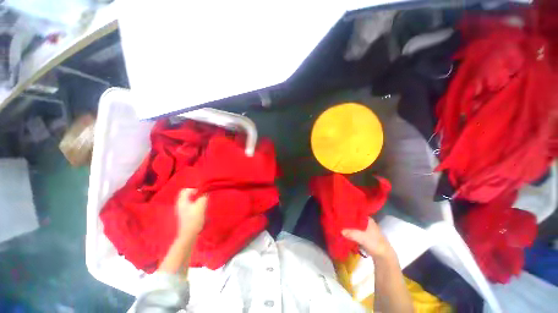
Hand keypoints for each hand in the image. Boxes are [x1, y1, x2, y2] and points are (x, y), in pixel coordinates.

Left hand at [176, 188, 207, 236]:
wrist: (189, 235)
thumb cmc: (194, 219)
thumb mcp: (201, 206)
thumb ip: (204, 196)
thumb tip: (206, 190)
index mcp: (182, 201)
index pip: (186, 189)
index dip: (195, 188)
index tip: (204, 191)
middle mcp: (180, 204)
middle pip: (188, 195)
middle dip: (197, 194)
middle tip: (205, 196)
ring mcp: (183, 210)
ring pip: (190, 200)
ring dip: (198, 199)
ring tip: (205, 202)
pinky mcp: (186, 215)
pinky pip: (191, 206)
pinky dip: (197, 205)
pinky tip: (202, 209)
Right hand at [342, 217, 393, 259]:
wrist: (383, 256)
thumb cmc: (375, 243)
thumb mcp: (363, 237)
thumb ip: (352, 233)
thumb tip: (341, 231)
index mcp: (368, 219)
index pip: (356, 212)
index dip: (348, 212)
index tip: (339, 212)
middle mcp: (366, 222)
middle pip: (354, 219)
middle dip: (346, 220)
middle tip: (337, 219)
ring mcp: (365, 229)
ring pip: (353, 225)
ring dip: (347, 226)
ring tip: (338, 225)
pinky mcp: (363, 236)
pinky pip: (354, 231)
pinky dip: (349, 232)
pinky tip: (343, 232)